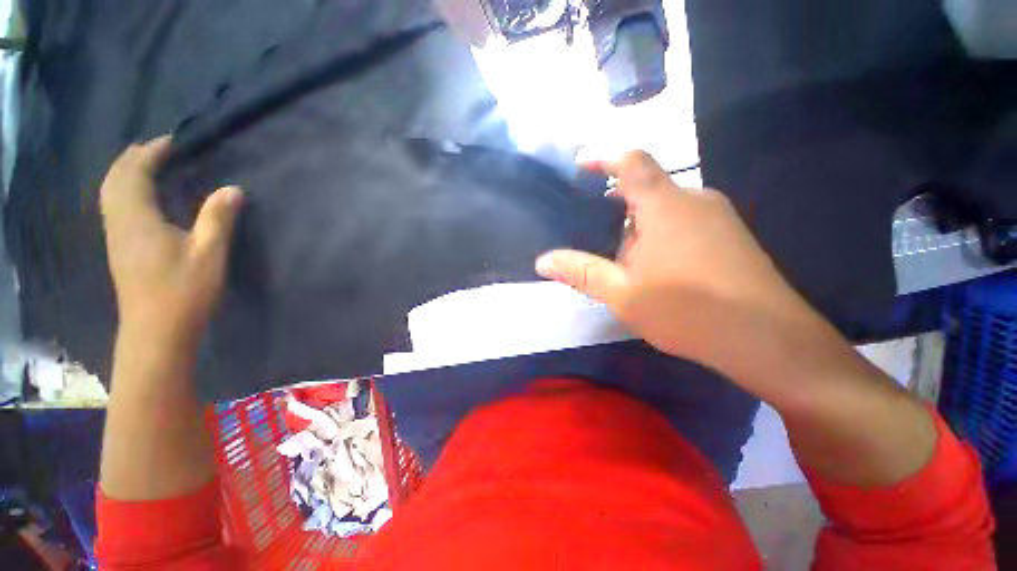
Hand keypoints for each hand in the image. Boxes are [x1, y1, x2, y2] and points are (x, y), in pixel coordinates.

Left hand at [100, 136, 242, 347]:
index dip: (150, 152)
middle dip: (132, 158)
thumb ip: (218, 218)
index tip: (171, 141)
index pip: (134, 172)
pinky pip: (114, 207)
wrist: (156, 331)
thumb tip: (232, 188)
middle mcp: (119, 222)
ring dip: (125, 173)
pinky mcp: (119, 249)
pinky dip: (123, 191)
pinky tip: (140, 197)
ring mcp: (116, 236)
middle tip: (157, 149)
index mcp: (138, 218)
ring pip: (110, 193)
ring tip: (147, 166)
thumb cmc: (184, 291)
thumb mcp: (209, 254)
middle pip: (115, 179)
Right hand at [536, 151, 816, 373]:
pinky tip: (650, 268)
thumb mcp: (622, 292)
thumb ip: (580, 272)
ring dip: (636, 228)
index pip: (632, 161)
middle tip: (590, 233)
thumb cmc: (687, 310)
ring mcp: (717, 218)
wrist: (768, 340)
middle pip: (646, 189)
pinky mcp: (730, 238)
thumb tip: (542, 261)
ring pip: (664, 210)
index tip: (580, 165)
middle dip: (615, 208)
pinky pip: (683, 224)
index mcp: (666, 205)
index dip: (604, 157)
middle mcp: (694, 200)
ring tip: (617, 259)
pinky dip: (658, 236)